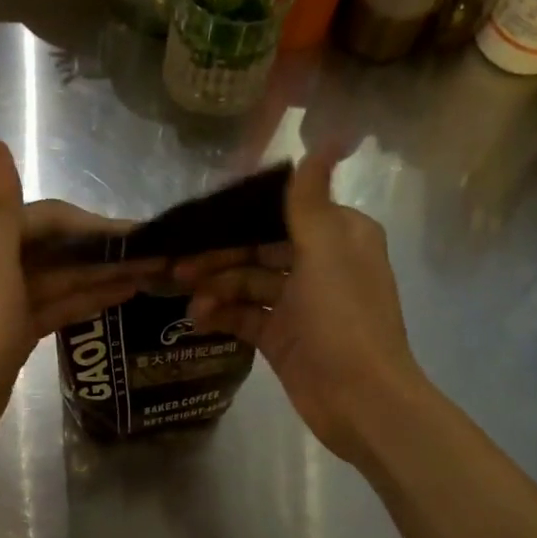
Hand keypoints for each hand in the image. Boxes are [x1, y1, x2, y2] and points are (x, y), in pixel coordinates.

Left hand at [0, 132, 161, 465]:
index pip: (47, 218)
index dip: (94, 224)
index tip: (143, 235)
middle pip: (55, 248)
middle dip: (103, 252)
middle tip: (157, 258)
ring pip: (58, 278)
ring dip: (100, 275)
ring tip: (151, 276)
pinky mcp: (10, 333)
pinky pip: (54, 306)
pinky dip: (83, 300)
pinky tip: (119, 297)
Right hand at [175, 149, 425, 466]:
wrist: (359, 400)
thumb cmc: (344, 320)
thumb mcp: (326, 253)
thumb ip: (311, 200)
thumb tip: (329, 137)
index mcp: (339, 236)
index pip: (282, 213)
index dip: (240, 216)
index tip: (200, 220)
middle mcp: (320, 265)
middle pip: (260, 249)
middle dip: (220, 256)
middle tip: (177, 267)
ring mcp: (300, 304)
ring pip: (249, 284)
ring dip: (218, 288)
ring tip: (189, 301)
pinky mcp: (283, 338)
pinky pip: (246, 317)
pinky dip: (223, 315)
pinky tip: (197, 319)